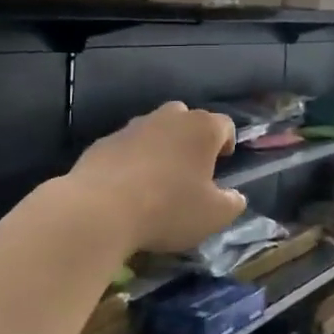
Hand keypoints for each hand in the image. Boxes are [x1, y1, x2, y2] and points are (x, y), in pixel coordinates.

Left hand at [69, 102, 245, 252]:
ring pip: (154, 130)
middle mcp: (168, 118)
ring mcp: (132, 127)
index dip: (227, 143)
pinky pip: (126, 147)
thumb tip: (234, 196)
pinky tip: (127, 188)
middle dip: (192, 138)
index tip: (223, 164)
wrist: (99, 211)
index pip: (224, 125)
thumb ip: (232, 202)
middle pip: (187, 118)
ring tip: (157, 180)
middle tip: (191, 169)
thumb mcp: (214, 216)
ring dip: (160, 147)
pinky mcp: (103, 142)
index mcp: (201, 129)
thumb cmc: (168, 208)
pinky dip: (131, 160)